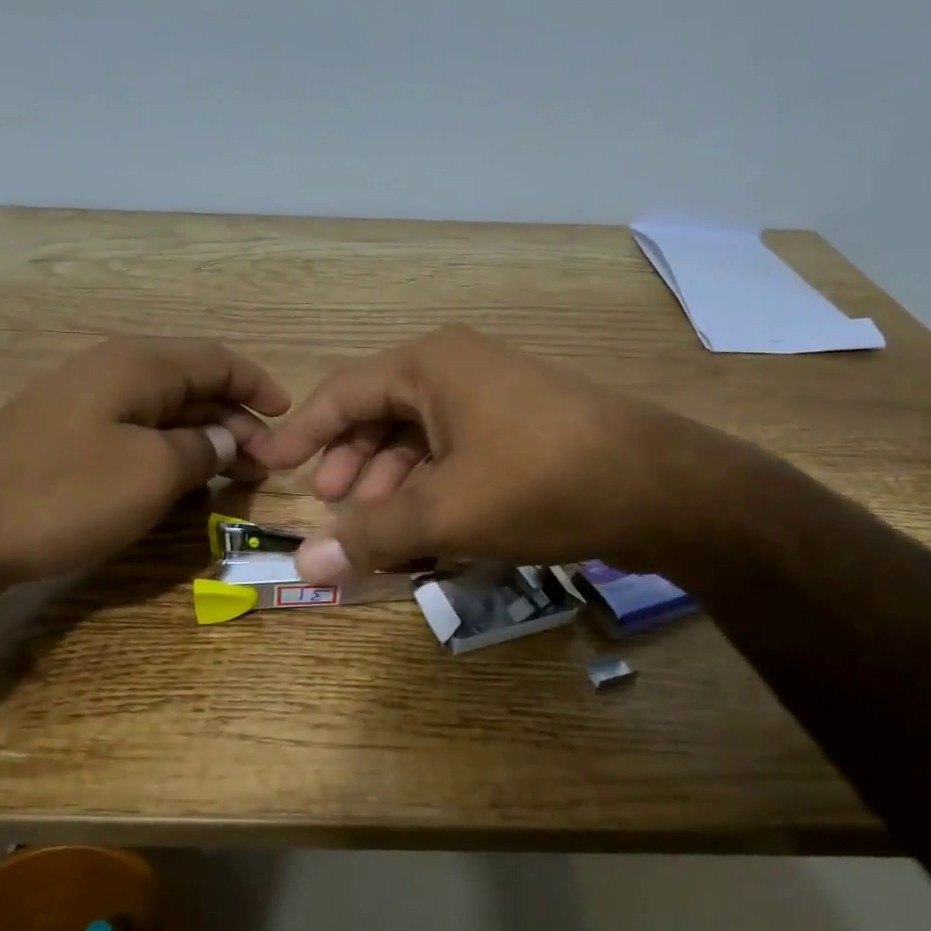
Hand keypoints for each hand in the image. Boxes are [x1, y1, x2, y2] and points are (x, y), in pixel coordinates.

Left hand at [0, 337, 289, 594]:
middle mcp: (113, 374)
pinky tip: (183, 486)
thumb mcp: (152, 472)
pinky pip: (135, 438)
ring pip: (165, 415)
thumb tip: (227, 440)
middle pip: (193, 385)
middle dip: (236, 420)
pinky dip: (170, 457)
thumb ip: (202, 450)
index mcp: (138, 365)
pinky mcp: (65, 442)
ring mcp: (84, 408)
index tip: (290, 418)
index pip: (218, 359)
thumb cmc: (62, 493)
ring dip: (205, 441)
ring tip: (237, 479)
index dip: (259, 385)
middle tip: (268, 465)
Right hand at [253, 326, 739, 581]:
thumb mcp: (446, 511)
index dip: (301, 433)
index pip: (342, 393)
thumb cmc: (541, 482)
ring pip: (421, 440)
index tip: (268, 465)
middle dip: (352, 465)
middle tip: (333, 510)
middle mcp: (459, 370)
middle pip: (381, 414)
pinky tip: (429, 529)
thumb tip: (306, 564)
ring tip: (379, 530)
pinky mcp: (524, 430)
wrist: (662, 488)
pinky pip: (457, 455)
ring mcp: (496, 399)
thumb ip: (372, 535)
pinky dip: (433, 489)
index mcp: (430, 366)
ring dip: (393, 484)